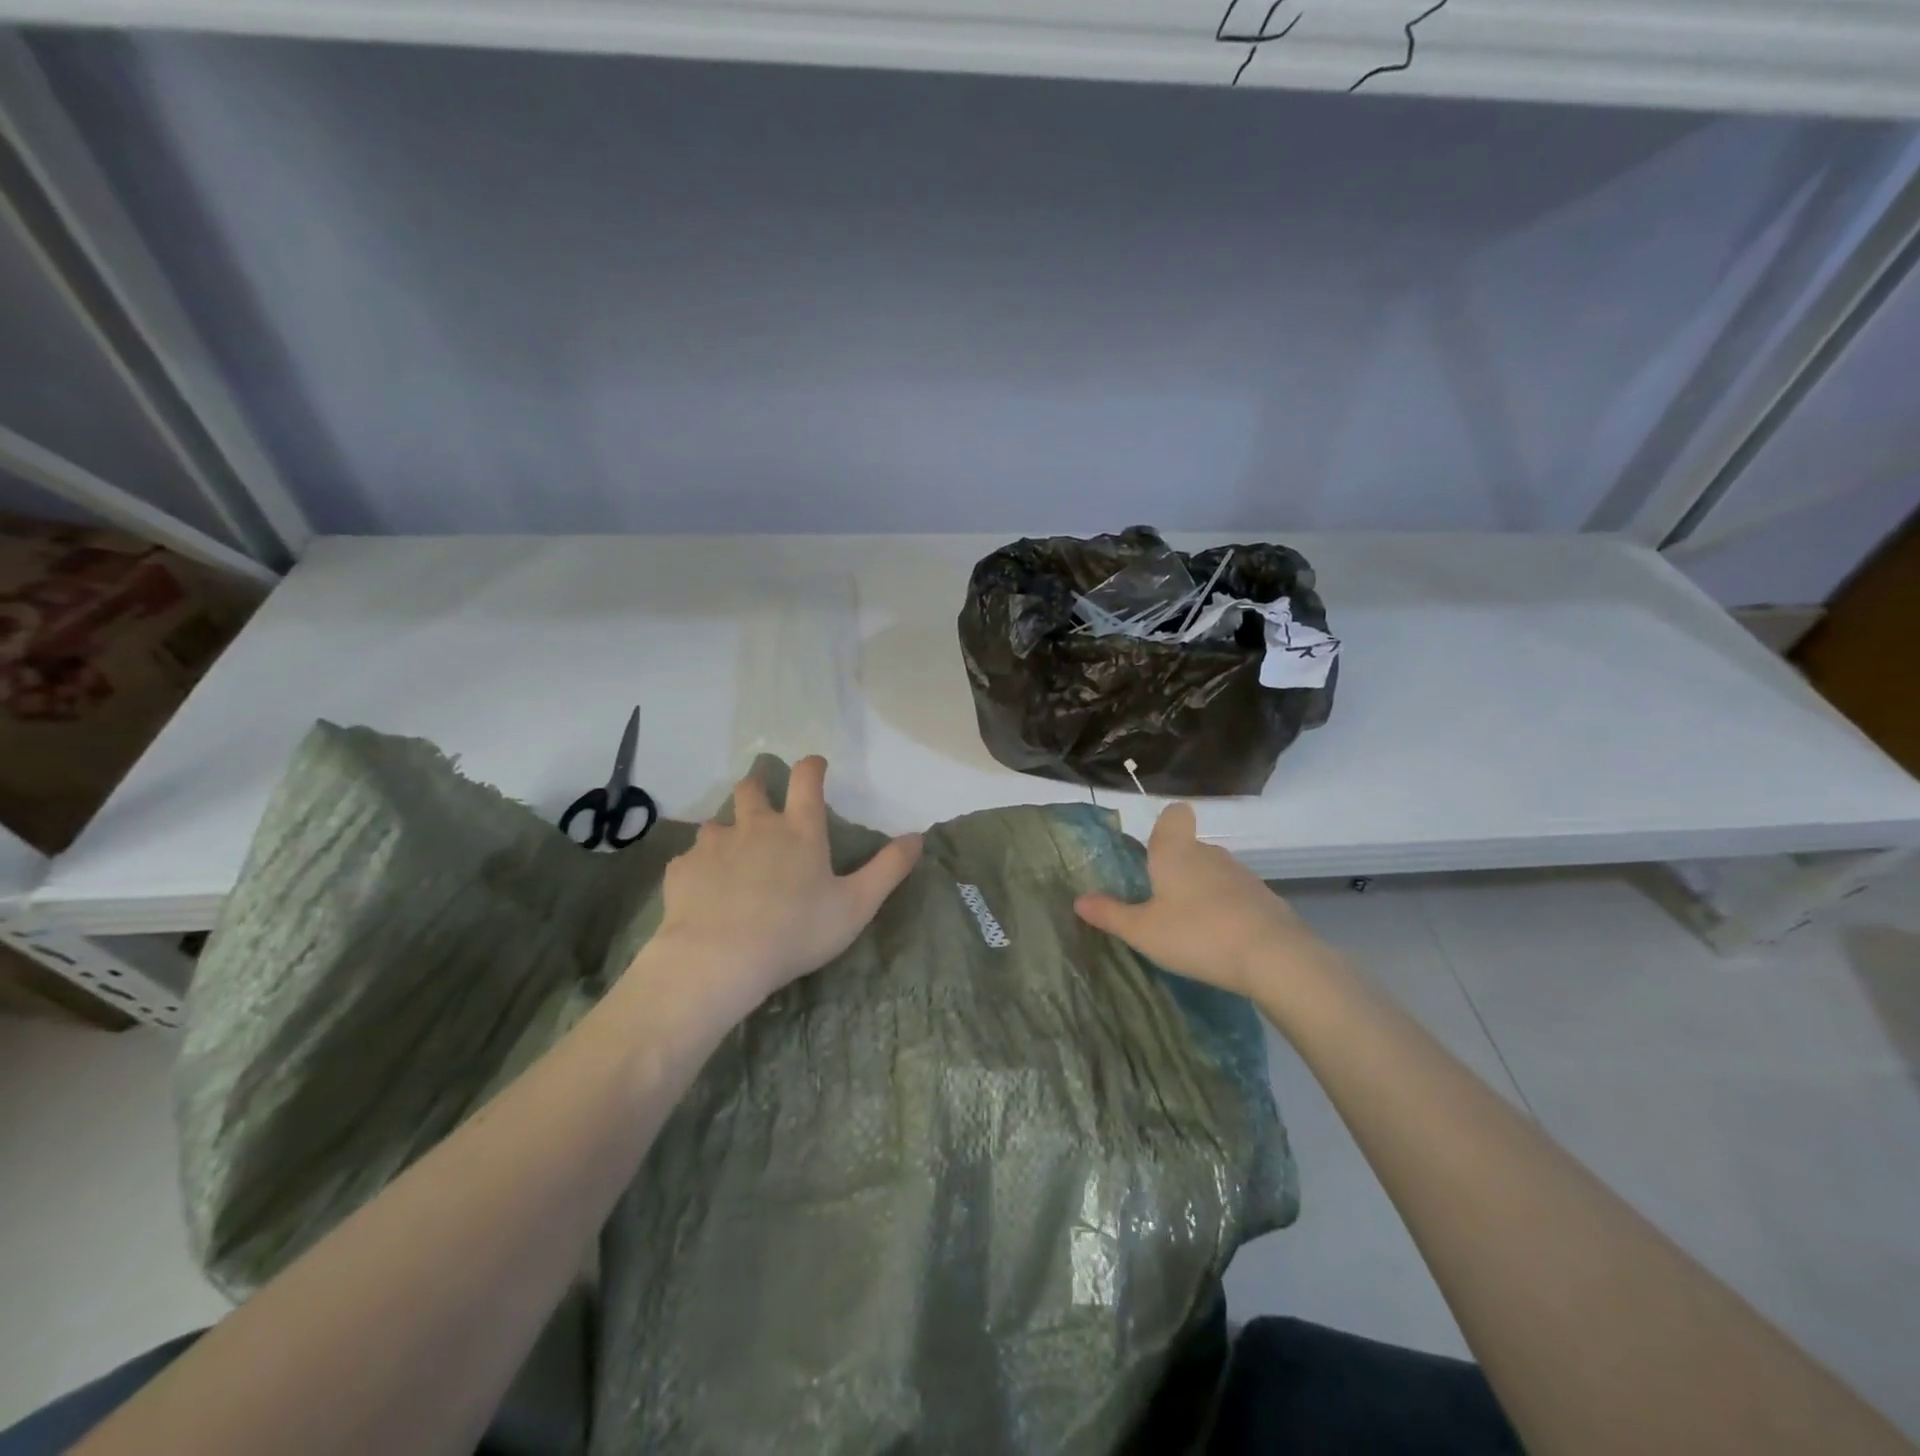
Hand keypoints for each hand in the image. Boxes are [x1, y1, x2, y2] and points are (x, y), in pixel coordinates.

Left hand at [648, 756, 921, 1012]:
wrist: (718, 959)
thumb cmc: (796, 931)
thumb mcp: (856, 905)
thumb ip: (888, 869)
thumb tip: (918, 837)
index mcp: (799, 830)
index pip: (807, 780)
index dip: (812, 767)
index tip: (815, 765)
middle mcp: (755, 826)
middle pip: (751, 788)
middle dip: (758, 786)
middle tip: (762, 798)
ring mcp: (714, 845)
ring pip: (716, 823)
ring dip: (726, 832)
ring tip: (730, 855)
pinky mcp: (682, 869)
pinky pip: (691, 859)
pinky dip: (700, 867)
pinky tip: (704, 890)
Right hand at [1074, 802, 1334, 997]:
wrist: (1275, 958)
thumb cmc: (1197, 934)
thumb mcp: (1143, 931)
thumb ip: (1110, 914)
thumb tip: (1079, 899)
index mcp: (1176, 852)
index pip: (1175, 814)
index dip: (1165, 824)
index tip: (1152, 851)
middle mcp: (1209, 854)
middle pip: (1189, 848)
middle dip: (1174, 869)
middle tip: (1158, 904)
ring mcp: (1241, 875)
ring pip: (1212, 872)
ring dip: (1200, 892)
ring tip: (1188, 928)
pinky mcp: (1264, 898)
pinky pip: (1234, 895)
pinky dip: (1224, 910)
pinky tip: (1218, 941)